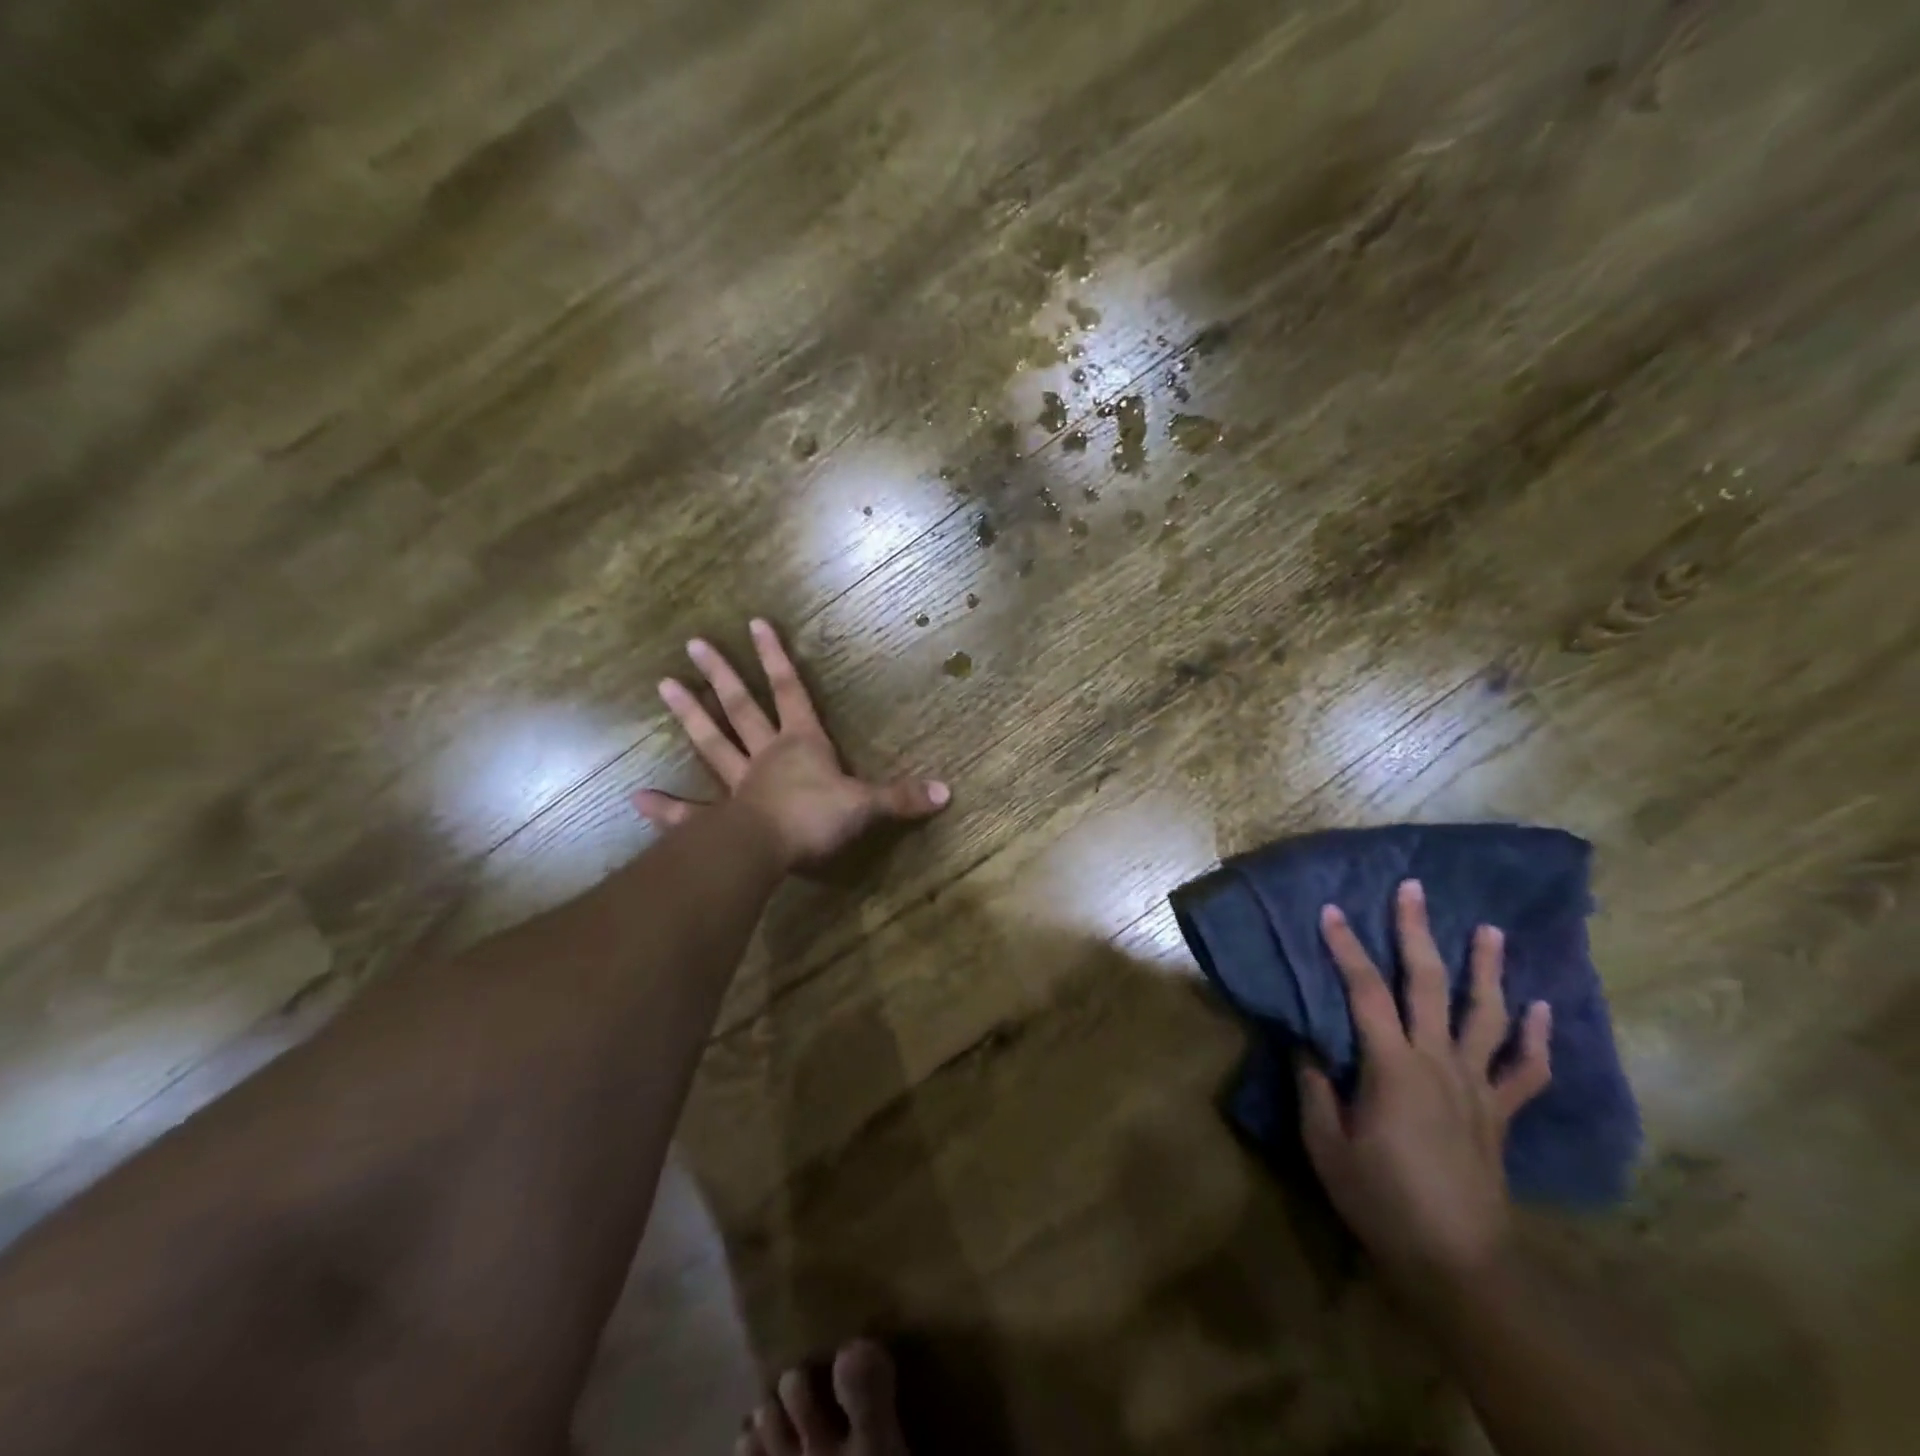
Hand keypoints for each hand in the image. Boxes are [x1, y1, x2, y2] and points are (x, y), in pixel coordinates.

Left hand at [634, 618, 950, 871]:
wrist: (770, 851)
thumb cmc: (816, 818)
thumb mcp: (866, 805)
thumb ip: (901, 797)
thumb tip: (948, 792)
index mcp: (801, 743)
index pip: (789, 691)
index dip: (775, 657)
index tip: (754, 623)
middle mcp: (766, 755)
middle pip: (740, 707)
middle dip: (721, 674)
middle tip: (693, 644)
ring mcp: (739, 784)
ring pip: (712, 743)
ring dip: (690, 715)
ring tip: (663, 686)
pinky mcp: (722, 817)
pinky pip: (691, 810)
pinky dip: (666, 807)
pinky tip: (638, 797)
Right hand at [1298, 879, 1551, 1290]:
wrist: (1457, 1263)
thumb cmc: (1381, 1199)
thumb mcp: (1326, 1144)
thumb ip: (1314, 1087)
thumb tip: (1305, 1045)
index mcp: (1392, 1066)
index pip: (1365, 991)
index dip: (1345, 947)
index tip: (1330, 910)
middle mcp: (1439, 1063)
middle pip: (1429, 985)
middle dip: (1418, 933)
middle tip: (1414, 890)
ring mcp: (1477, 1087)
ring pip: (1487, 1016)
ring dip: (1488, 970)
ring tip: (1491, 930)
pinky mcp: (1500, 1114)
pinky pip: (1527, 1071)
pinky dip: (1536, 1038)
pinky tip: (1539, 1008)